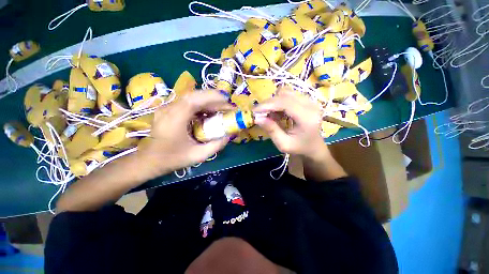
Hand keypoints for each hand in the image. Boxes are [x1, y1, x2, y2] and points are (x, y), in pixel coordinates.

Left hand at [138, 90, 231, 175]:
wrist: (149, 160)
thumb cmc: (172, 159)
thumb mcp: (198, 155)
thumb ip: (216, 145)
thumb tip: (229, 135)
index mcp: (175, 119)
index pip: (194, 100)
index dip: (212, 97)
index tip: (226, 100)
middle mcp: (169, 109)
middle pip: (194, 96)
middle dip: (213, 99)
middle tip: (227, 106)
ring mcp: (167, 108)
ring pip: (191, 98)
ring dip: (208, 101)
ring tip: (220, 109)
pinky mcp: (169, 109)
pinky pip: (187, 103)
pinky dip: (201, 105)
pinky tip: (208, 113)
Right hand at [253, 87, 327, 158]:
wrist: (313, 146)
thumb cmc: (299, 148)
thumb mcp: (283, 144)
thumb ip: (271, 130)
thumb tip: (257, 118)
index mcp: (307, 118)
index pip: (285, 103)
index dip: (268, 105)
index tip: (254, 111)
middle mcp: (311, 105)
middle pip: (285, 95)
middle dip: (269, 103)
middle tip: (259, 114)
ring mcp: (310, 101)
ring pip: (286, 93)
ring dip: (274, 102)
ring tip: (270, 115)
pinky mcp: (306, 100)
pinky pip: (289, 95)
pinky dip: (279, 102)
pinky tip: (278, 113)